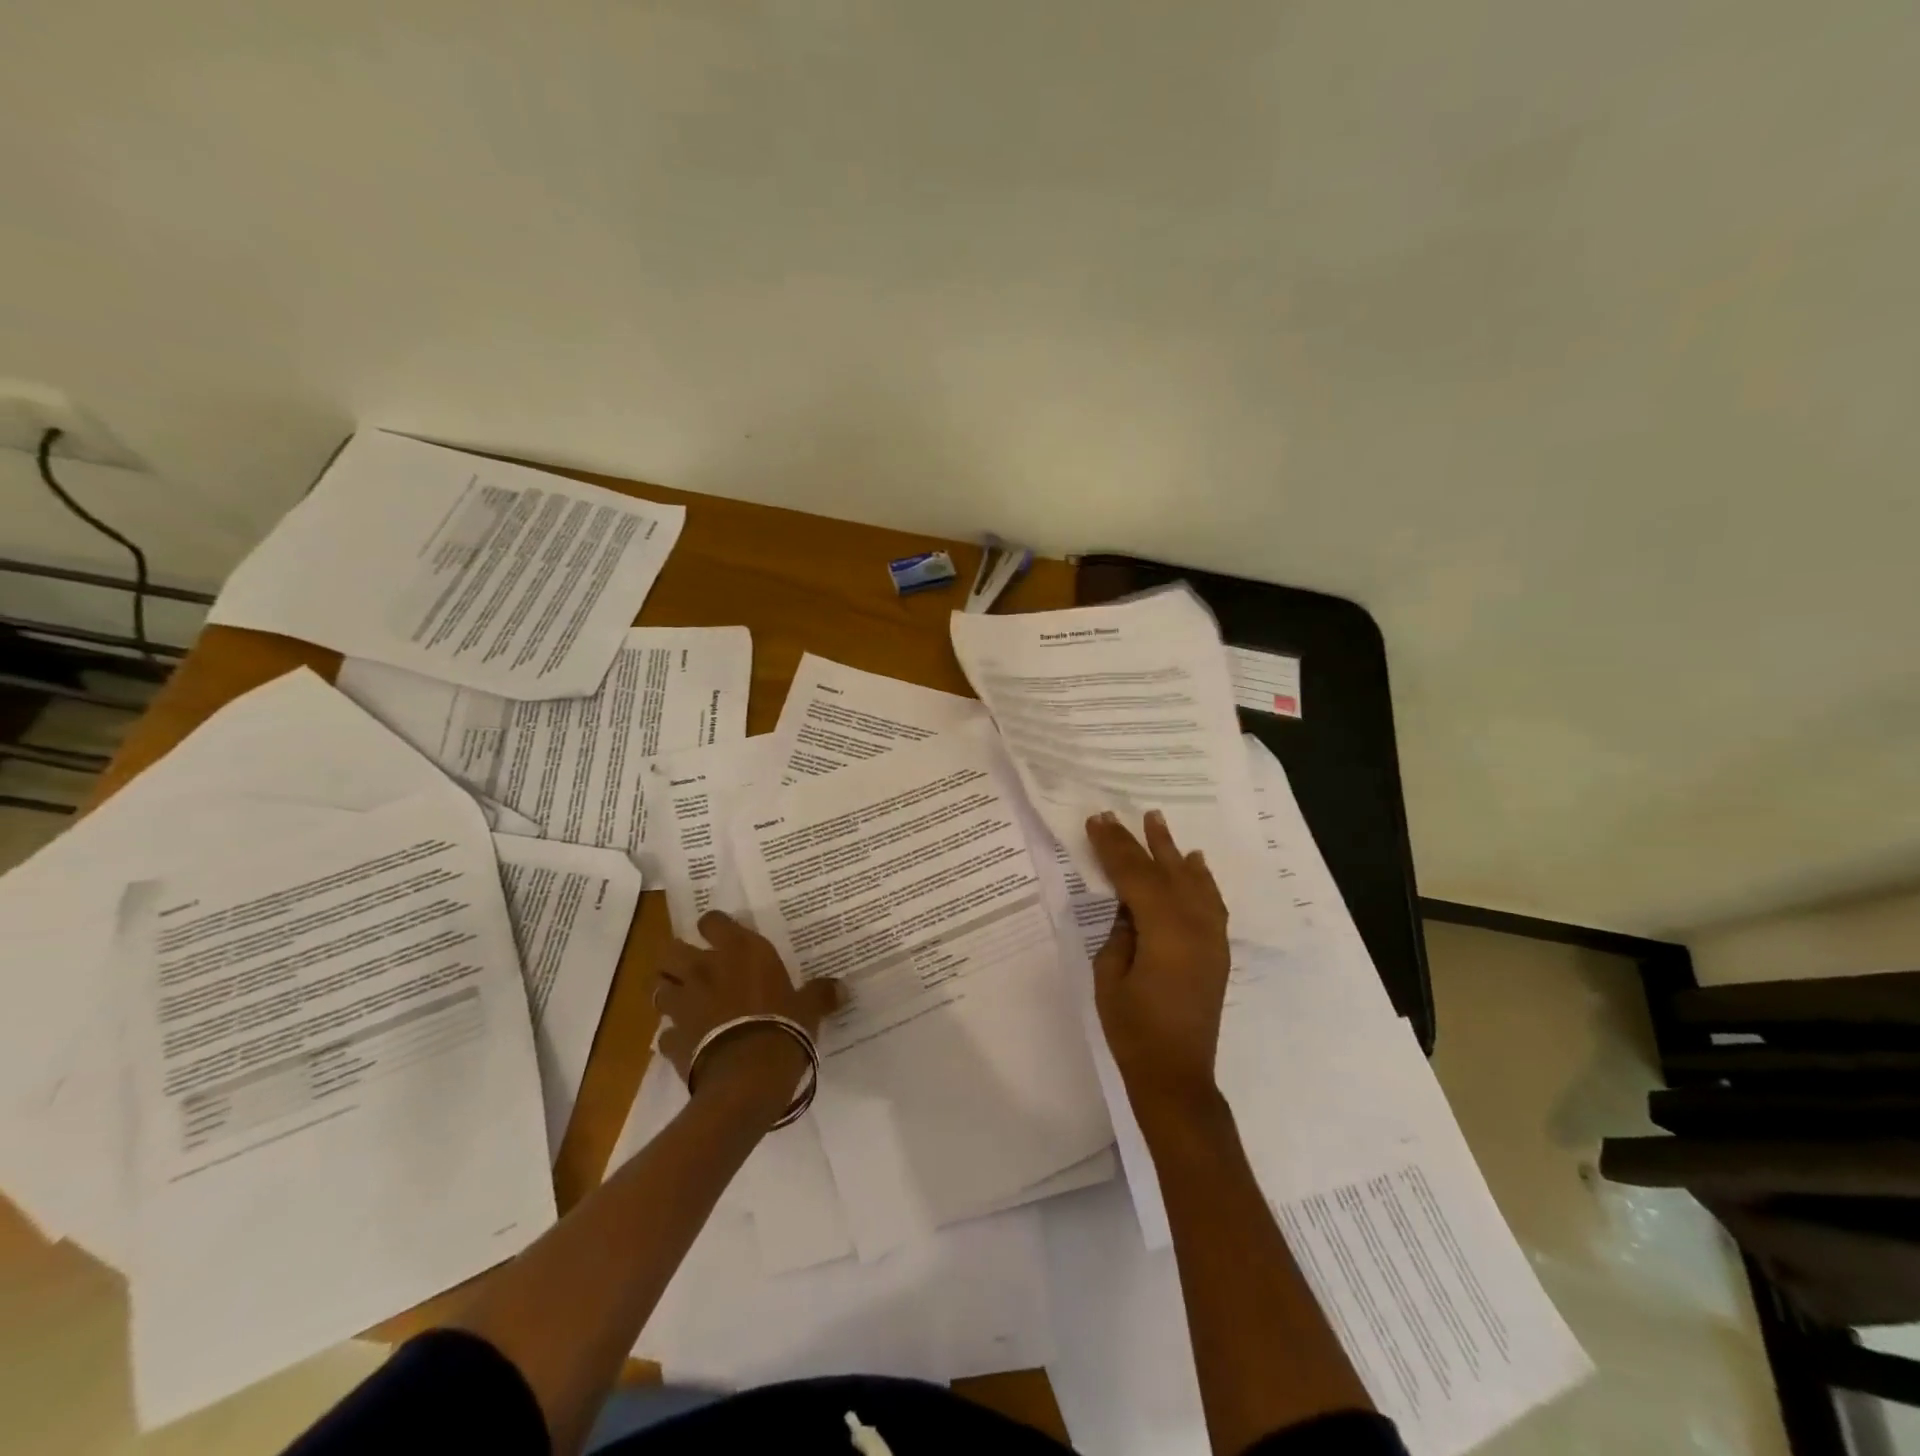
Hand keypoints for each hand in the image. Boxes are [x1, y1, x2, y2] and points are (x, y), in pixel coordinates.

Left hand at [654, 911, 840, 1123]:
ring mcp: (682, 1005)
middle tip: (696, 969)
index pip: (712, 920)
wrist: (747, 1079)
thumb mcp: (809, 1008)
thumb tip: (841, 988)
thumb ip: (820, 994)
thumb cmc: (783, 1028)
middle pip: (672, 950)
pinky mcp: (671, 1040)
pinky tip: (688, 1043)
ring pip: (659, 987)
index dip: (714, 927)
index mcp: (739, 951)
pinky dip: (673, 1036)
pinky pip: (664, 1034)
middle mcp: (704, 970)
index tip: (722, 936)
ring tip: (686, 1002)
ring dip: (670, 992)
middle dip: (678, 958)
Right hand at [1085, 810, 1231, 1109]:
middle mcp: (1195, 927)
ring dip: (1173, 852)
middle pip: (1164, 872)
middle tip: (1119, 815)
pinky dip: (1201, 879)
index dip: (1114, 847)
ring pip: (1192, 882)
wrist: (1176, 1075)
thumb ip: (1120, 932)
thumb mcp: (1110, 975)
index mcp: (1164, 931)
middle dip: (1140, 842)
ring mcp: (1211, 938)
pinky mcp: (1217, 950)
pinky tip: (1195, 863)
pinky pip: (1210, 902)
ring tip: (1158, 821)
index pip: (1135, 876)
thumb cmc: (1133, 1029)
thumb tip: (1129, 907)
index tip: (1098, 821)